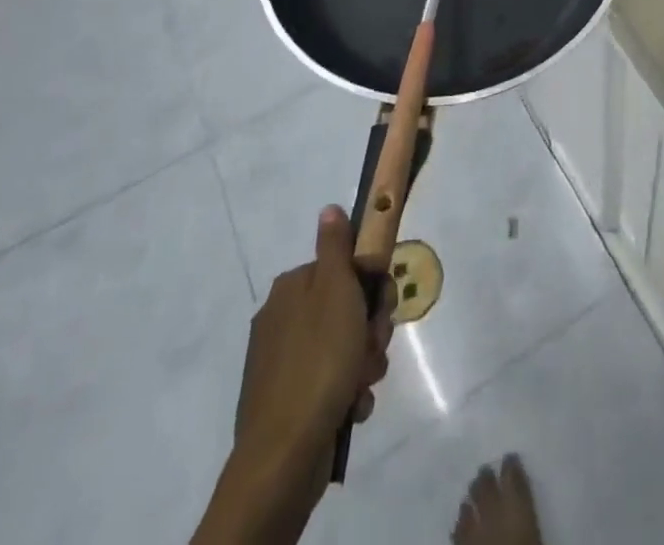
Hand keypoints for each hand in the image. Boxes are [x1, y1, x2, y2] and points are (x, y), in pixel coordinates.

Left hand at [203, 206, 392, 544]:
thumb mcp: (337, 291)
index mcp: (292, 288)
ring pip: (343, 348)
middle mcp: (282, 319)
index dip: (371, 286)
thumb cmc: (319, 361)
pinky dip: (346, 392)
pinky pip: (330, 384)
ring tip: (363, 384)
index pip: (344, 269)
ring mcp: (282, 364)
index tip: (382, 306)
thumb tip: (328, 208)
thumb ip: (336, 247)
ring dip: (364, 363)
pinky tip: (351, 407)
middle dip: (370, 328)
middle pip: (345, 309)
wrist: (284, 455)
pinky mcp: (286, 403)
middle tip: (374, 347)